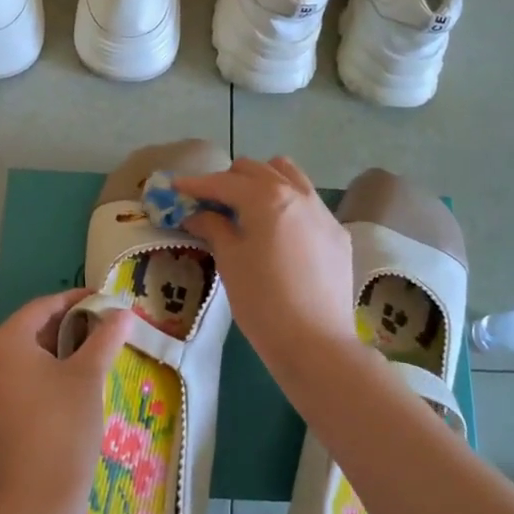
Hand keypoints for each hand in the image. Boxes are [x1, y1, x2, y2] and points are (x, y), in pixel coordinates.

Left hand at [0, 289, 133, 513]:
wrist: (33, 505)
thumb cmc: (63, 428)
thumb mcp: (89, 376)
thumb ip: (105, 337)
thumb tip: (123, 313)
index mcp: (4, 342)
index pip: (43, 307)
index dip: (76, 301)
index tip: (103, 302)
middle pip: (27, 335)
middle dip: (63, 331)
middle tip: (97, 335)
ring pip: (16, 366)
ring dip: (47, 361)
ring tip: (82, 368)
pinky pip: (7, 395)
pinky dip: (31, 389)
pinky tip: (57, 405)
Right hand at [176, 157, 357, 361]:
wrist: (316, 343)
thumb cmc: (262, 302)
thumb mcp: (230, 262)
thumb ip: (214, 227)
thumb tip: (198, 214)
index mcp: (267, 197)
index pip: (224, 182)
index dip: (197, 184)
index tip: (176, 187)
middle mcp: (298, 194)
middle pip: (257, 170)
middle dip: (229, 180)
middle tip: (210, 203)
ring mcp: (322, 212)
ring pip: (288, 175)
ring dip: (263, 181)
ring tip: (247, 207)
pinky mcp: (337, 233)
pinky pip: (308, 202)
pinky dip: (287, 203)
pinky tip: (278, 231)